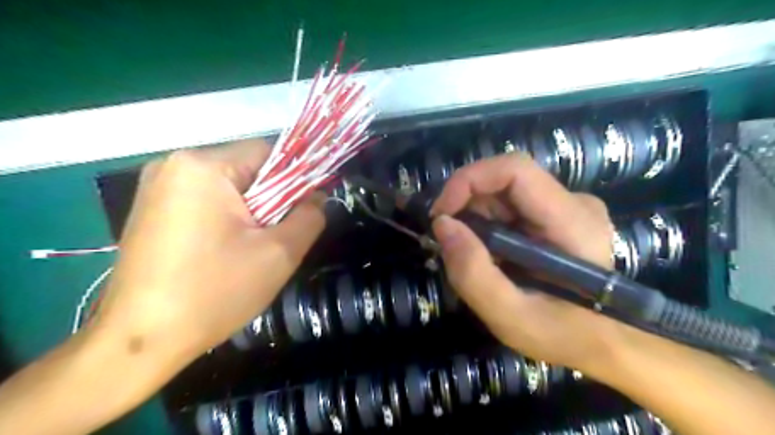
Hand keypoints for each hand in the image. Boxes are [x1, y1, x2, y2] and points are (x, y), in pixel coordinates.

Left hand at [91, 140, 324, 367]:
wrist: (140, 342)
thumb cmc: (214, 292)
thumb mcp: (279, 253)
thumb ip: (310, 217)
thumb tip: (318, 197)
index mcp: (203, 166)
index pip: (268, 152)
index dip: (295, 178)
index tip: (303, 210)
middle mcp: (174, 165)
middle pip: (246, 169)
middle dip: (270, 199)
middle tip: (275, 237)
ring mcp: (156, 187)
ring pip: (228, 187)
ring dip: (249, 211)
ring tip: (250, 248)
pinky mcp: (150, 209)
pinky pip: (205, 201)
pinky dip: (225, 218)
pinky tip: (223, 251)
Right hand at [433, 152, 631, 373]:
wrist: (603, 342)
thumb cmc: (562, 336)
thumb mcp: (510, 318)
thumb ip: (473, 273)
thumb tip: (442, 224)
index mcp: (573, 223)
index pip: (515, 170)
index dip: (469, 180)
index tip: (440, 214)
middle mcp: (574, 203)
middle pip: (505, 181)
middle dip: (466, 206)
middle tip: (449, 242)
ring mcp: (567, 206)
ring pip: (504, 193)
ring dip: (475, 218)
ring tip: (472, 255)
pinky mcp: (558, 214)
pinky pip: (510, 205)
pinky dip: (487, 224)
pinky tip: (489, 253)